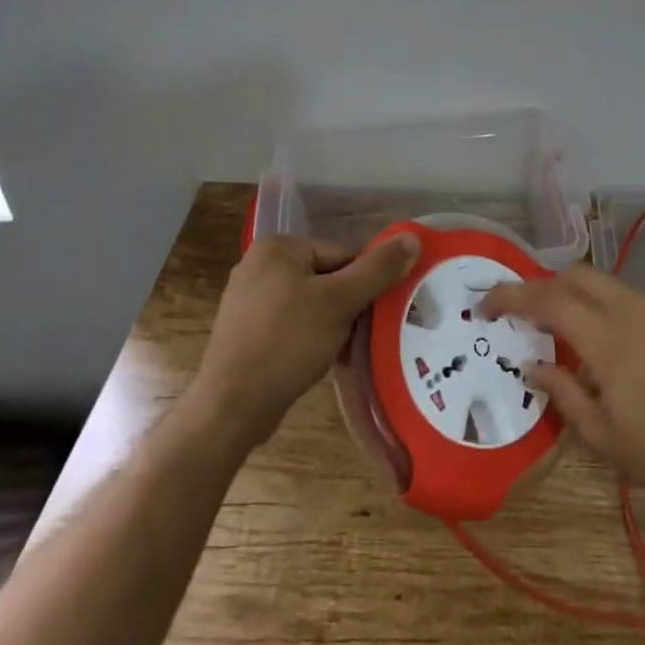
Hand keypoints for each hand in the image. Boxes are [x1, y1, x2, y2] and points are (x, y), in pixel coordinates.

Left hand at [192, 233, 419, 445]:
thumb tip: (412, 238)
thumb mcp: (341, 301)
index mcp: (278, 246)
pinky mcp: (244, 330)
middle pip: (326, 276)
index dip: (362, 283)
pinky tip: (311, 359)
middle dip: (345, 304)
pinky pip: (289, 322)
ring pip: (309, 302)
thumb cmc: (288, 342)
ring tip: (335, 349)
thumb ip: (378, 269)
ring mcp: (246, 299)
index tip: (371, 313)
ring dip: (328, 323)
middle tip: (354, 334)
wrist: (231, 406)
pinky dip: (306, 336)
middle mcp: (257, 264)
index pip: (342, 254)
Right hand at [480, 267, 644, 516]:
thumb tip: (533, 362)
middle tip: (530, 316)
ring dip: (584, 300)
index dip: (510, 296)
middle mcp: (633, 307)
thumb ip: (563, 393)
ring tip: (581, 341)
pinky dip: (620, 314)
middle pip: (577, 275)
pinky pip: (642, 302)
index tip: (487, 305)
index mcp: (606, 337)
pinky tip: (633, 353)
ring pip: (611, 286)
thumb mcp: (605, 439)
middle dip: (546, 287)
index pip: (546, 299)